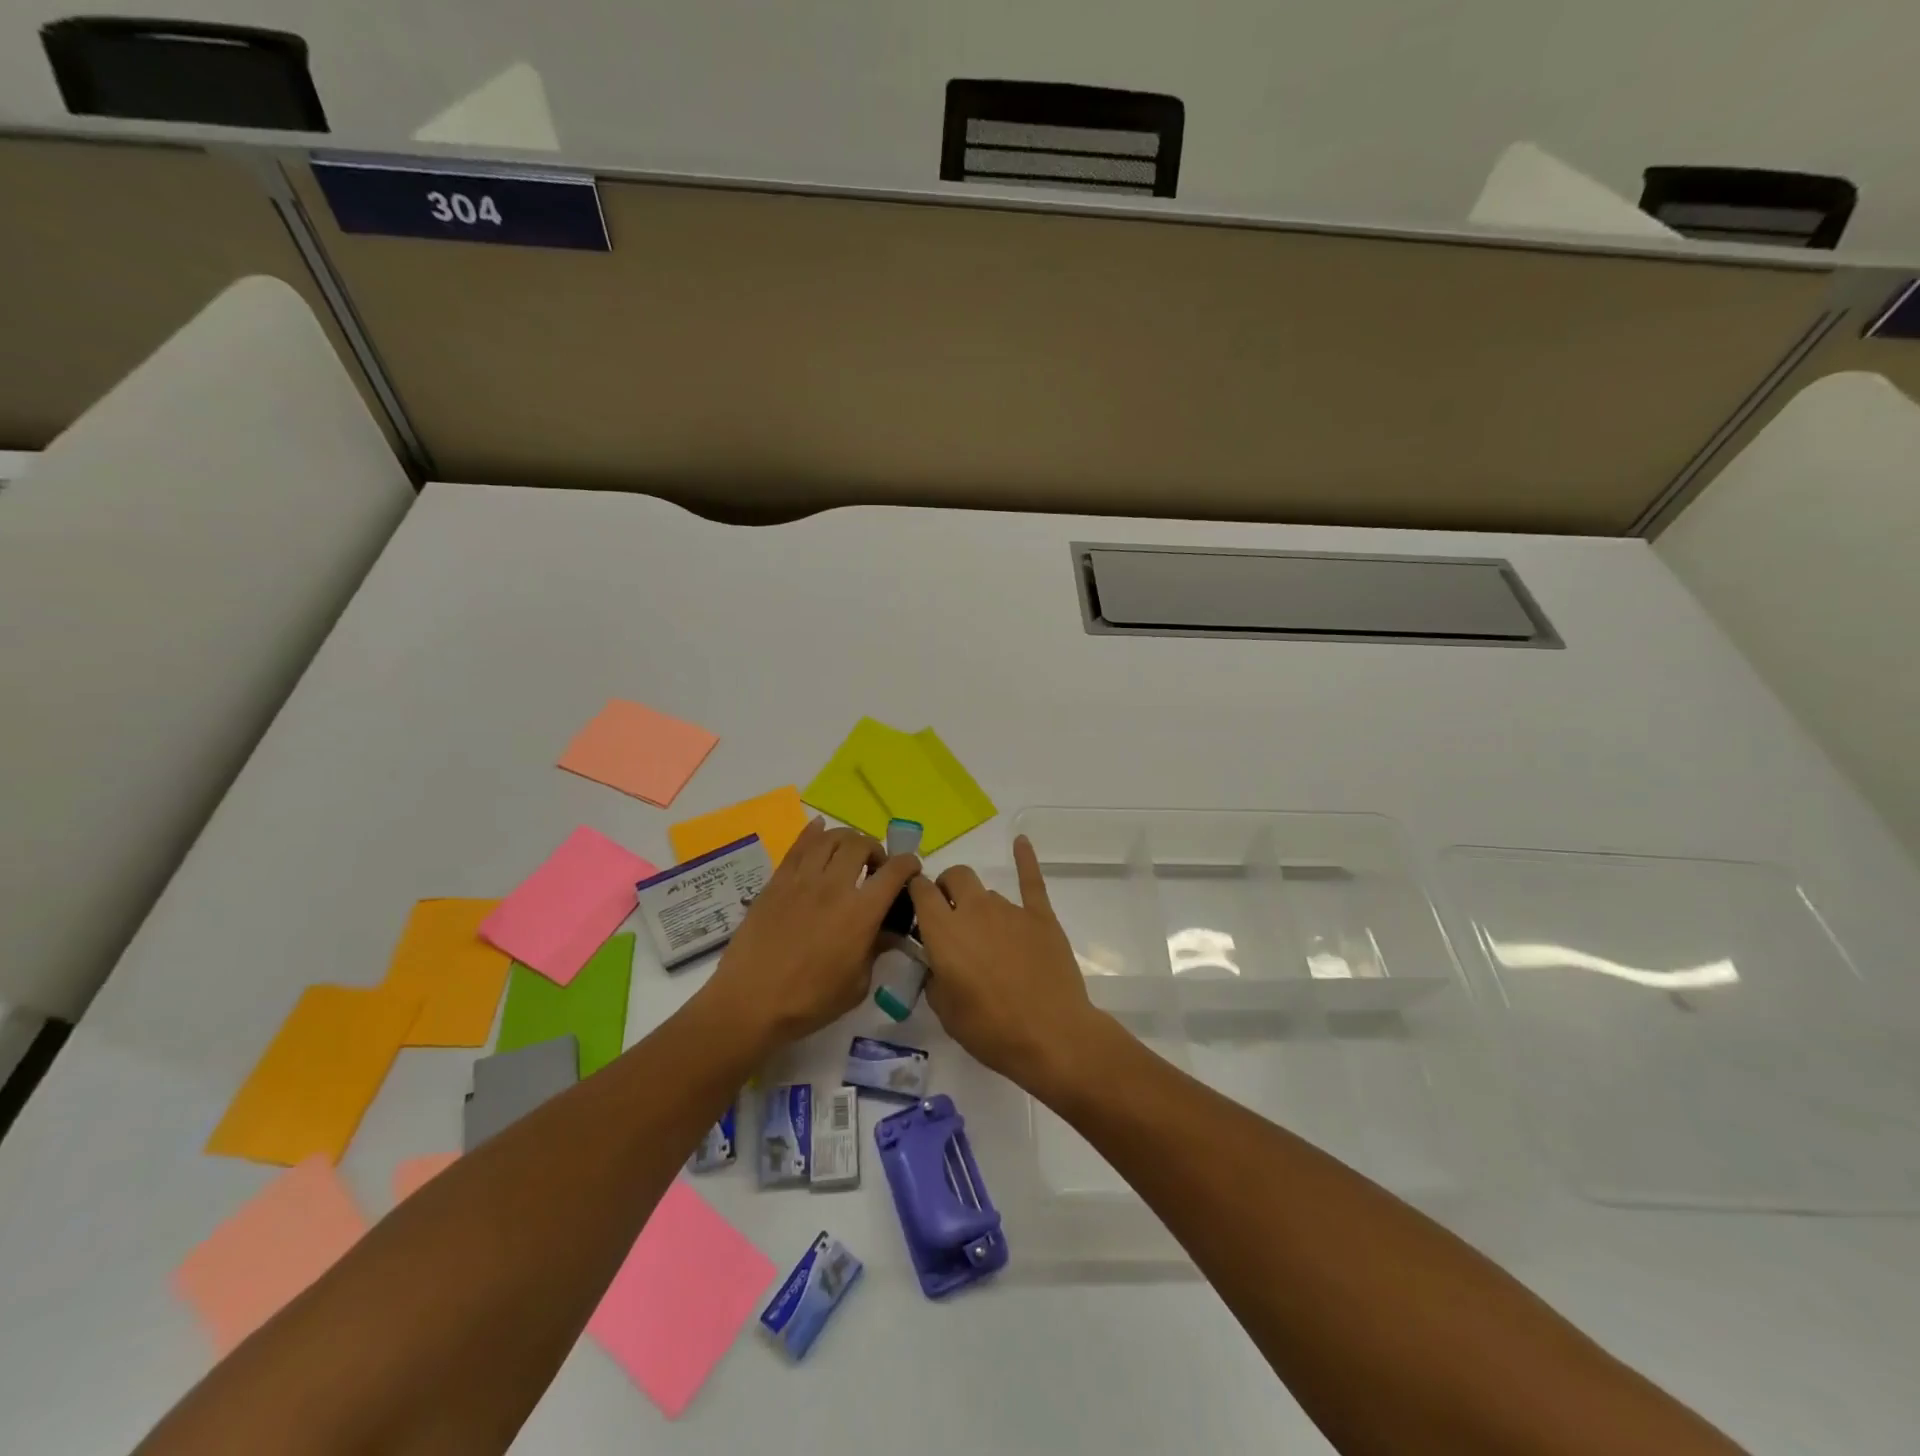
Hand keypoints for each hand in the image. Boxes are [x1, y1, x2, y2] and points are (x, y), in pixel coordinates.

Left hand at [703, 819, 919, 1048]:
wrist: (750, 1002)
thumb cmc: (809, 1001)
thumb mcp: (857, 985)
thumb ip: (876, 950)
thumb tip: (887, 932)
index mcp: (861, 912)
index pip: (894, 871)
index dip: (909, 864)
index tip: (911, 869)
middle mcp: (834, 886)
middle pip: (861, 844)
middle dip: (876, 849)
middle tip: (875, 866)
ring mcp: (802, 880)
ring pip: (830, 838)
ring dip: (847, 840)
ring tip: (848, 854)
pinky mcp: (777, 882)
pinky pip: (798, 845)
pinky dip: (813, 832)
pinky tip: (818, 829)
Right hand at [910, 835, 1106, 1090]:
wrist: (1051, 1036)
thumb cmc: (991, 1030)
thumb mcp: (945, 1011)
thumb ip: (933, 976)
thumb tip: (935, 961)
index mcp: (943, 931)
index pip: (920, 890)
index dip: (914, 892)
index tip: (914, 904)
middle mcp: (974, 910)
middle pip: (954, 877)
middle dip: (946, 888)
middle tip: (948, 916)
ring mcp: (1010, 910)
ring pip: (987, 890)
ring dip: (979, 903)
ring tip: (985, 933)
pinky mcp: (1040, 916)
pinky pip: (1031, 880)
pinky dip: (1025, 858)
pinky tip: (1021, 840)